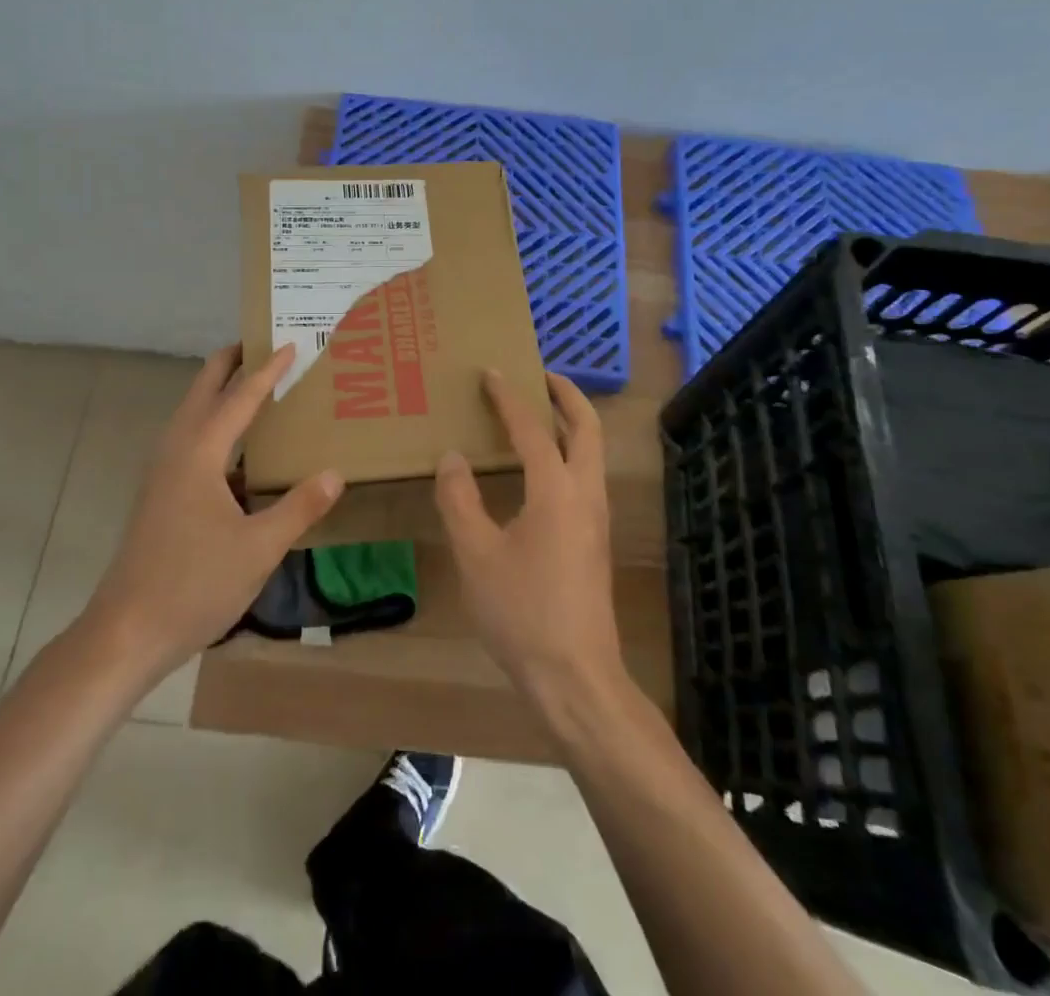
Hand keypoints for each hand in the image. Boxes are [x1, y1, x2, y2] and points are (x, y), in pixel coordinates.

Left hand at [81, 343, 343, 683]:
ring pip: (192, 415)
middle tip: (260, 344)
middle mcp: (175, 451)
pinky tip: (237, 451)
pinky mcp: (158, 494)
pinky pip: (189, 441)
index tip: (290, 345)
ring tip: (251, 386)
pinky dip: (213, 426)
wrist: (127, 631)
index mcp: (199, 453)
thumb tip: (334, 474)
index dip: (267, 371)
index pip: (239, 398)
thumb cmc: (194, 584)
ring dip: (218, 392)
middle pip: (202, 390)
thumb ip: (299, 507)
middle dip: (229, 363)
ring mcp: (162, 473)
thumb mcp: (259, 548)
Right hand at [434, 371, 624, 695]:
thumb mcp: (475, 554)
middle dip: (566, 395)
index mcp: (557, 490)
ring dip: (570, 422)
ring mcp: (596, 519)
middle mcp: (585, 494)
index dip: (509, 397)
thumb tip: (453, 457)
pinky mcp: (594, 541)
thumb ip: (460, 499)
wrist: (576, 678)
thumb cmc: (522, 612)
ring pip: (592, 453)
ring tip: (537, 412)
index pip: (533, 428)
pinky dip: (567, 452)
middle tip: (538, 375)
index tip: (492, 372)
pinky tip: (537, 468)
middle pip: (587, 428)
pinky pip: (584, 476)